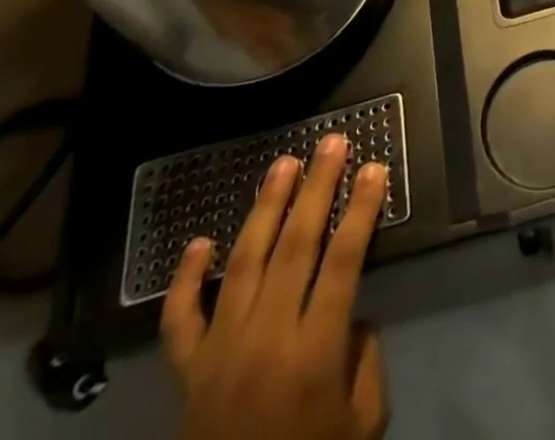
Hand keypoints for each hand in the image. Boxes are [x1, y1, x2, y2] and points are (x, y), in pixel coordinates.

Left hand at [163, 136, 390, 439]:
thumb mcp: (361, 422)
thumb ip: (365, 360)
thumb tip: (353, 316)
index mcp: (313, 354)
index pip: (343, 262)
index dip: (361, 211)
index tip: (374, 167)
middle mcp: (265, 341)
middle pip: (295, 247)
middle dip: (317, 189)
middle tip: (331, 143)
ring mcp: (219, 353)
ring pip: (243, 264)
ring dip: (265, 208)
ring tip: (282, 164)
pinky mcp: (187, 373)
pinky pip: (181, 320)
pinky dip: (186, 280)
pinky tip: (199, 241)